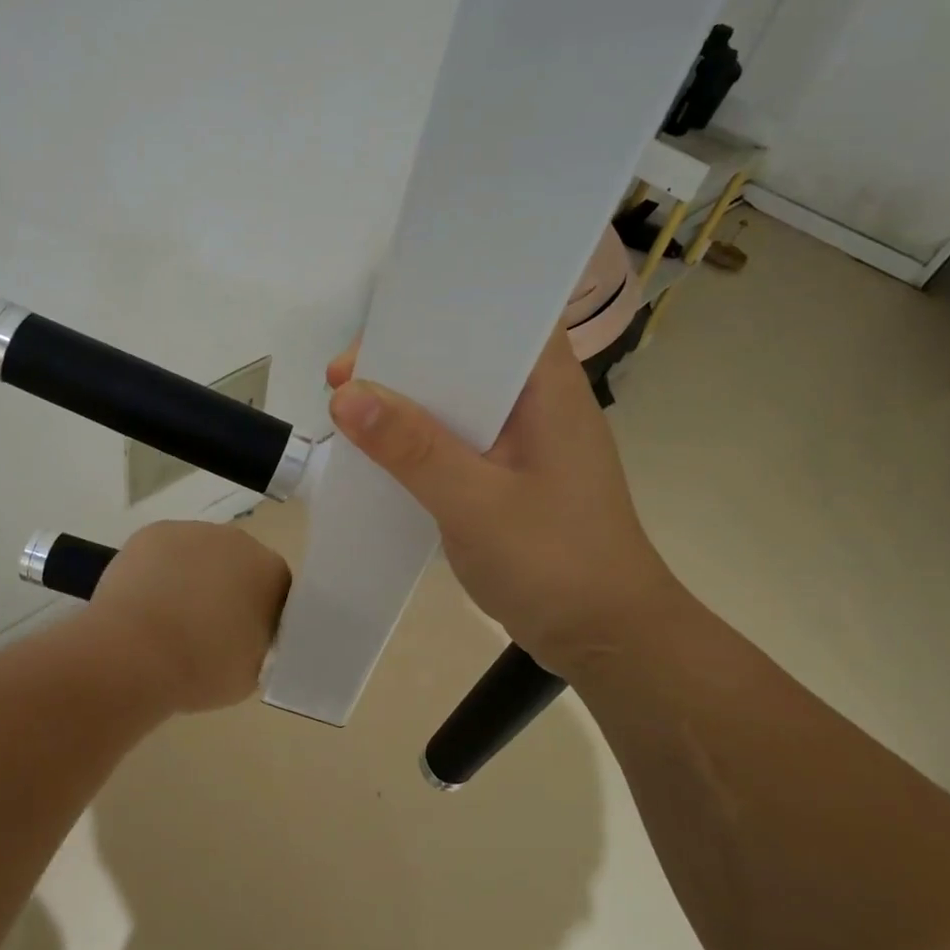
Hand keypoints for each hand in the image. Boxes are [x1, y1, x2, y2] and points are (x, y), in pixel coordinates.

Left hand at [82, 520, 290, 713]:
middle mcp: (238, 541)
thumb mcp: (251, 672)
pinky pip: (164, 552)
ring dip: (190, 577)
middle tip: (204, 629)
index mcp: (271, 572)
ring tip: (167, 617)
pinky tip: (144, 602)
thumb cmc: (202, 667)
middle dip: (225, 589)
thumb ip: (257, 646)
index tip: (241, 640)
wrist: (136, 652)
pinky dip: (157, 571)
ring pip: (198, 554)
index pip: (275, 590)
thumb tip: (244, 638)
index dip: (259, 614)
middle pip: (237, 564)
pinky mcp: (153, 532)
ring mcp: (193, 531)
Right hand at [326, 333, 676, 667]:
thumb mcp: (476, 503)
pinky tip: (383, 453)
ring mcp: (527, 440)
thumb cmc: (555, 563)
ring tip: (350, 411)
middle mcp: (540, 402)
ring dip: (409, 402)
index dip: (434, 312)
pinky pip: (459, 438)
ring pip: (459, 399)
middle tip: (342, 379)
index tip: (372, 336)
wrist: (607, 638)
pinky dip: (421, 439)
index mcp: (549, 389)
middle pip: (467, 355)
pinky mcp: (513, 474)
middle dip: (405, 360)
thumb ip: (413, 448)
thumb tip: (345, 395)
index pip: (497, 315)